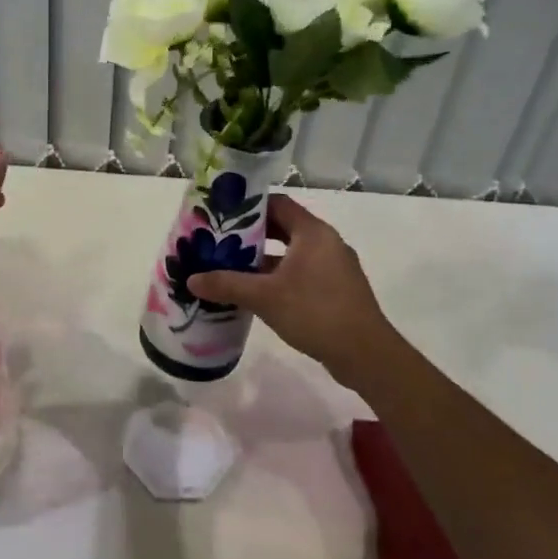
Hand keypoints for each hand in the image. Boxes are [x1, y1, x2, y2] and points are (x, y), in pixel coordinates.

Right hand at [186, 193, 401, 381]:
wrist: (365, 354)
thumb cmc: (315, 312)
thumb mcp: (265, 297)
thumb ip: (227, 284)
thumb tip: (191, 279)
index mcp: (313, 233)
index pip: (278, 204)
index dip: (250, 206)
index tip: (222, 214)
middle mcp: (327, 243)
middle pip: (284, 227)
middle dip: (252, 234)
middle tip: (221, 241)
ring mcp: (335, 267)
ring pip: (292, 253)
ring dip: (265, 258)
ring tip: (232, 266)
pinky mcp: (337, 289)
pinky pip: (302, 272)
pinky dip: (280, 276)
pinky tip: (258, 292)